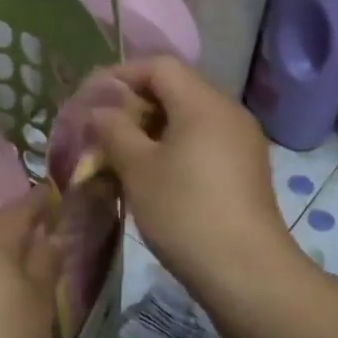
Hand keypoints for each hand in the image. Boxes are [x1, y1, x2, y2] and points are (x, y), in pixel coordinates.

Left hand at [0, 190, 61, 337]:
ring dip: (0, 250)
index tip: (57, 198)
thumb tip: (54, 234)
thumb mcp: (38, 300)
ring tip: (21, 265)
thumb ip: (47, 262)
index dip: (42, 200)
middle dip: (21, 226)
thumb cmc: (0, 336)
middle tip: (45, 234)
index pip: (23, 205)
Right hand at [89, 57, 297, 298]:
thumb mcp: (138, 168)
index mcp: (204, 103)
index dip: (121, 75)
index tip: (91, 97)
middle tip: (102, 127)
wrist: (245, 271)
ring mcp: (242, 141)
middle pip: (176, 88)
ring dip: (153, 126)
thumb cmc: (185, 212)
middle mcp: (229, 112)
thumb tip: (101, 110)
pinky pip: (204, 140)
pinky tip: (154, 172)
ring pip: (190, 117)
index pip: (159, 66)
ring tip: (122, 152)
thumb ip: (115, 130)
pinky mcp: (246, 168)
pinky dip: (175, 145)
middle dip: (135, 102)